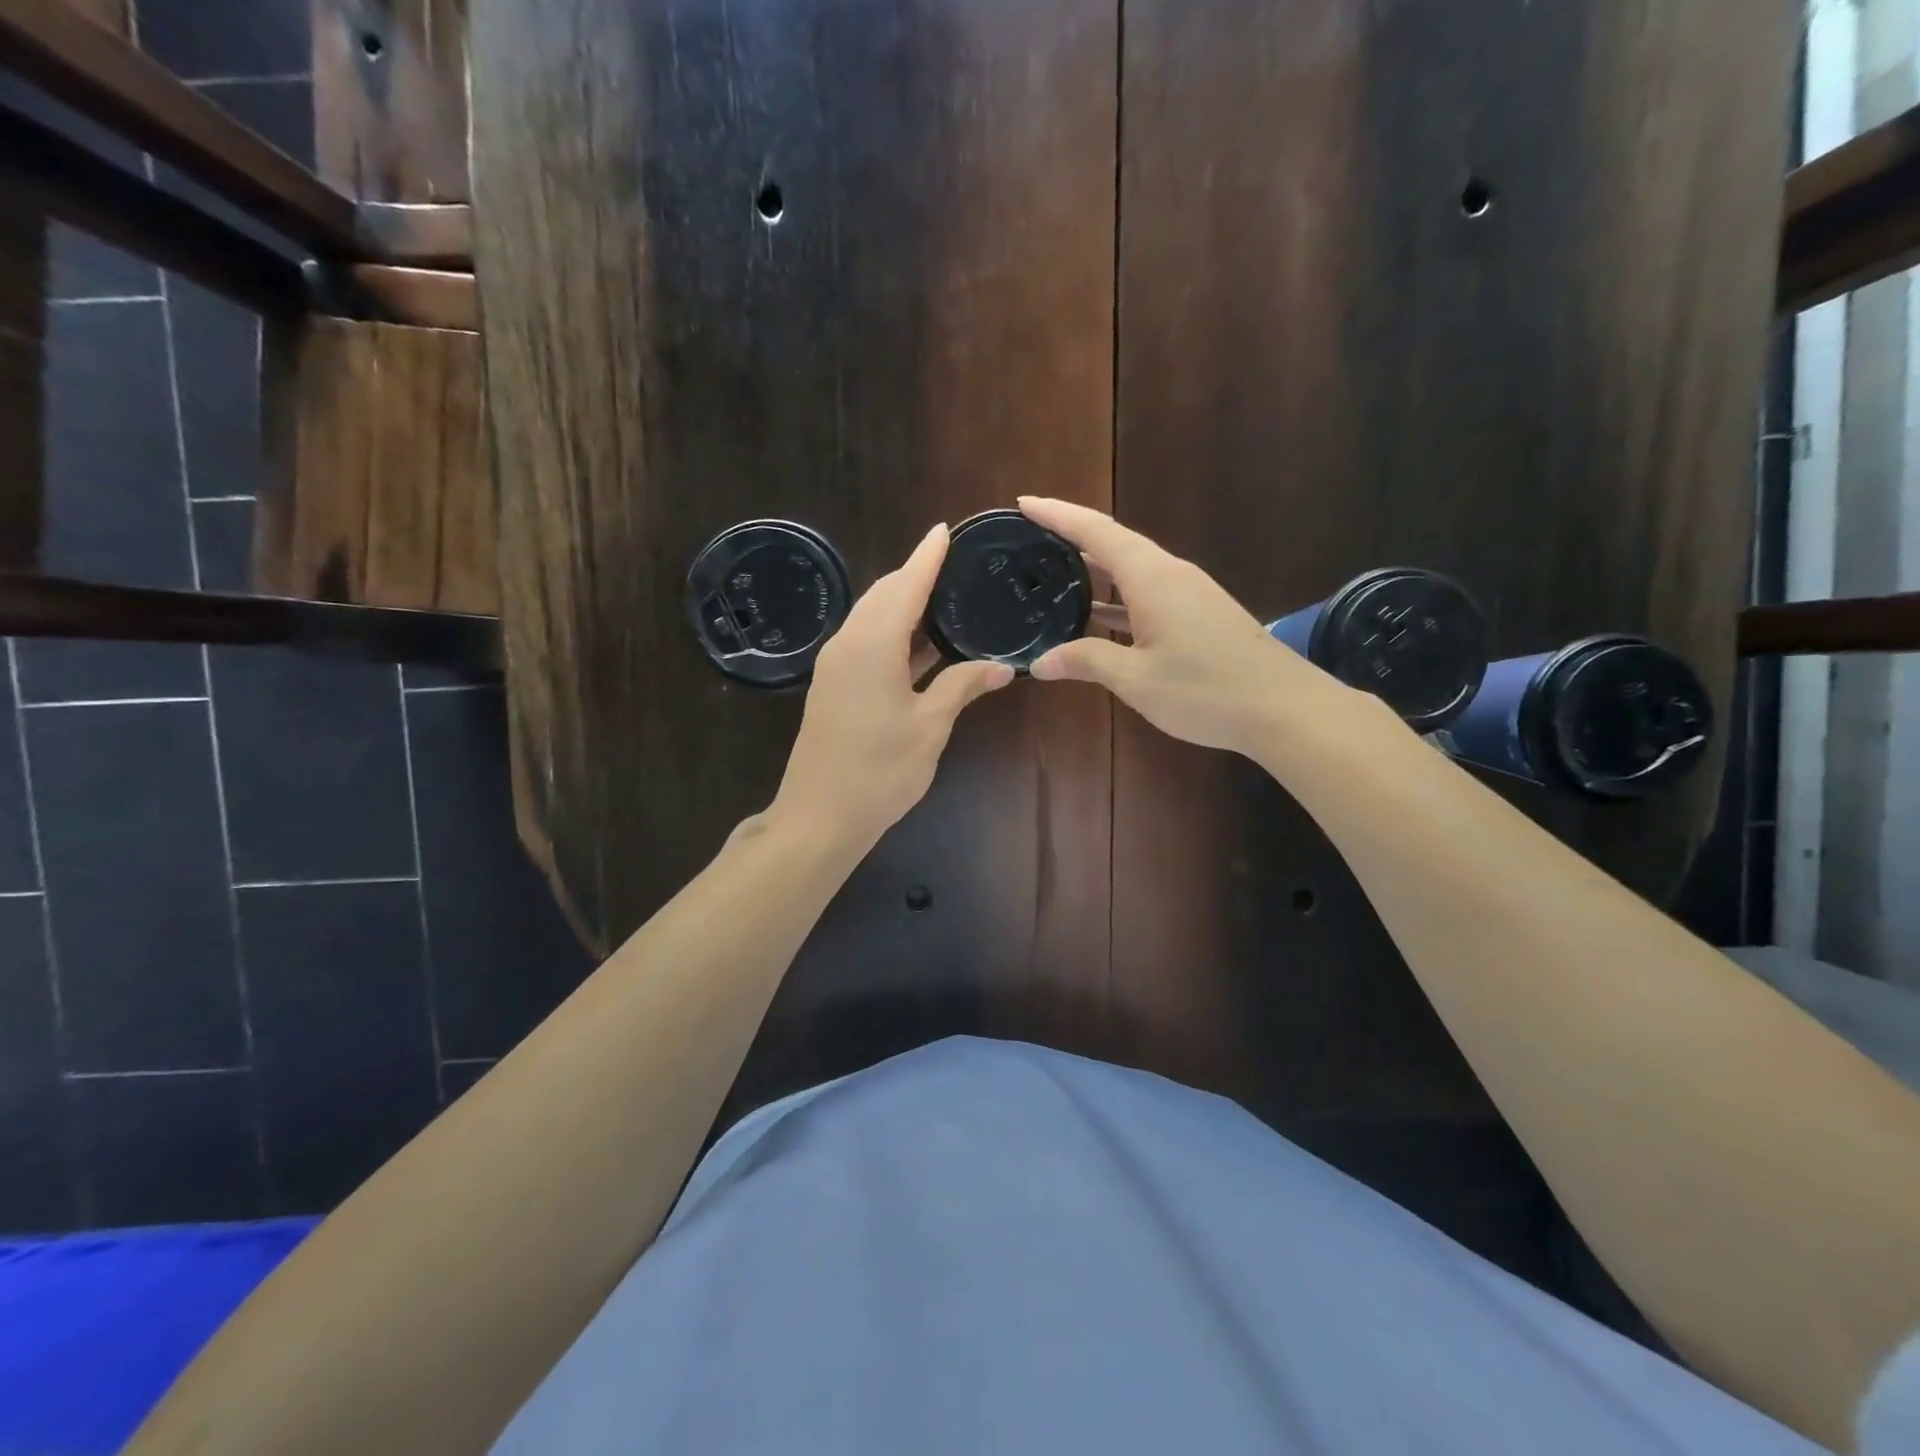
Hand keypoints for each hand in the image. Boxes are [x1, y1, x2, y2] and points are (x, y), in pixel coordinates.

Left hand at [771, 524, 1014, 848]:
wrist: (819, 816)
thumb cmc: (879, 771)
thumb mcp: (930, 727)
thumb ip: (963, 687)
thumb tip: (1003, 667)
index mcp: (873, 644)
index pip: (905, 585)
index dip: (926, 557)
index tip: (945, 530)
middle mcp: (848, 643)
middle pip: (883, 595)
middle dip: (914, 574)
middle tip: (952, 563)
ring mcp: (835, 664)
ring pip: (871, 617)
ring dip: (902, 603)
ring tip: (942, 594)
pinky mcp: (833, 685)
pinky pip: (865, 641)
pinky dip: (893, 631)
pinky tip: (920, 641)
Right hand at [1021, 497, 1341, 756]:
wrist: (1283, 708)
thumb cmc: (1205, 690)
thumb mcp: (1136, 679)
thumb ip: (1086, 662)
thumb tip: (1039, 662)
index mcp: (1152, 577)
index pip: (1096, 532)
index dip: (1058, 515)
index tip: (1024, 503)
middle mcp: (1171, 574)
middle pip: (1114, 544)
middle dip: (1072, 537)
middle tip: (1031, 540)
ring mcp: (1190, 594)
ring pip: (1132, 570)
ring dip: (1095, 570)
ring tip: (1055, 575)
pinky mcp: (1201, 614)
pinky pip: (1148, 593)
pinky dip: (1117, 598)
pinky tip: (1098, 617)